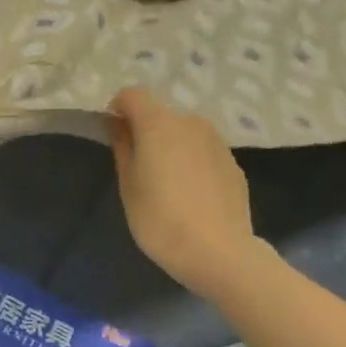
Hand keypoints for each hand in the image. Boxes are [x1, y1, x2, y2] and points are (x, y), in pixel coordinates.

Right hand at [108, 86, 262, 300]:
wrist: (218, 252)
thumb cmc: (160, 219)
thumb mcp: (129, 185)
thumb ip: (122, 148)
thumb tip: (118, 125)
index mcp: (158, 123)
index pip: (132, 94)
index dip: (118, 108)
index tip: (113, 134)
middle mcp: (190, 122)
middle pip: (160, 113)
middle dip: (145, 129)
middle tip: (138, 163)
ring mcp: (216, 141)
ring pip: (184, 131)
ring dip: (171, 144)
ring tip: (167, 181)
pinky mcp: (232, 162)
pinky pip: (203, 150)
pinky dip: (192, 160)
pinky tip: (191, 193)